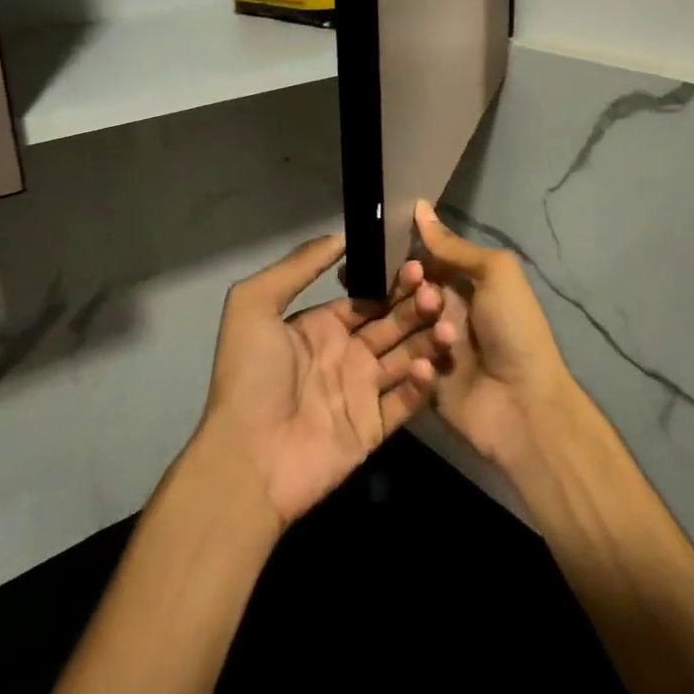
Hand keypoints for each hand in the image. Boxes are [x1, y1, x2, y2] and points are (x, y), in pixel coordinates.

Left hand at [200, 232, 452, 527]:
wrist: (248, 458)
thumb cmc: (251, 376)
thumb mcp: (255, 305)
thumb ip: (297, 266)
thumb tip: (341, 235)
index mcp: (323, 326)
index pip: (369, 298)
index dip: (393, 282)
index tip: (419, 264)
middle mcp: (347, 354)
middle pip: (393, 323)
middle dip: (416, 306)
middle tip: (436, 293)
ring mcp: (363, 392)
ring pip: (407, 357)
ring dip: (427, 340)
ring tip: (445, 324)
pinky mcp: (375, 428)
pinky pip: (406, 401)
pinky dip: (420, 384)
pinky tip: (424, 366)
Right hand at [412, 201, 575, 468]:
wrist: (523, 404)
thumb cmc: (514, 330)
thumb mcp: (495, 274)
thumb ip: (454, 247)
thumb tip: (419, 207)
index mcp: (464, 285)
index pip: (423, 262)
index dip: (404, 254)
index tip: (379, 246)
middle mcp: (444, 312)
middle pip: (406, 293)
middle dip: (402, 288)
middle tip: (413, 294)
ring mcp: (429, 348)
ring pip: (399, 326)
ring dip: (409, 322)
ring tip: (432, 328)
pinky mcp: (418, 380)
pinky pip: (399, 361)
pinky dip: (406, 357)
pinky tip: (419, 359)